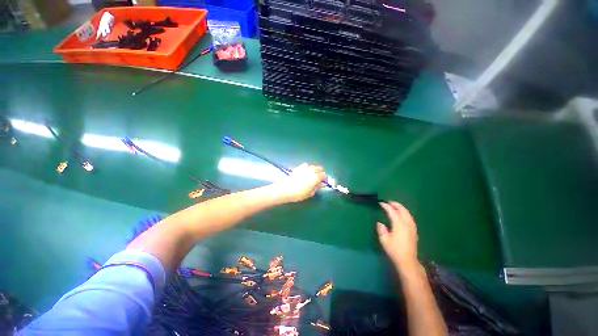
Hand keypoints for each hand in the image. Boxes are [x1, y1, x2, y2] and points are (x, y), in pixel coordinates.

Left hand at [269, 163, 326, 202]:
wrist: (285, 189)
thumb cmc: (298, 193)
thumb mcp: (310, 193)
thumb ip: (317, 187)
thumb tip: (321, 184)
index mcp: (316, 177)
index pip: (324, 175)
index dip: (325, 178)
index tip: (324, 182)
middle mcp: (311, 171)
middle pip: (319, 168)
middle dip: (320, 172)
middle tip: (319, 178)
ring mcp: (305, 168)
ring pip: (313, 166)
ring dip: (314, 170)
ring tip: (312, 175)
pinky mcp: (298, 167)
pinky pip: (306, 165)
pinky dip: (307, 168)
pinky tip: (305, 172)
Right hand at [377, 201, 418, 269]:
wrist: (408, 261)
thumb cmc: (394, 250)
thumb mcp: (384, 240)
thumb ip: (381, 229)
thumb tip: (380, 223)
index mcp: (399, 225)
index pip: (392, 212)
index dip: (386, 206)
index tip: (381, 203)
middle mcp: (407, 224)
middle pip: (402, 211)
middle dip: (396, 205)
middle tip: (389, 202)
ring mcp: (412, 228)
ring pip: (408, 214)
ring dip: (401, 208)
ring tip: (395, 206)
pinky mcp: (414, 231)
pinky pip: (410, 218)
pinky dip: (405, 213)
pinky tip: (403, 215)